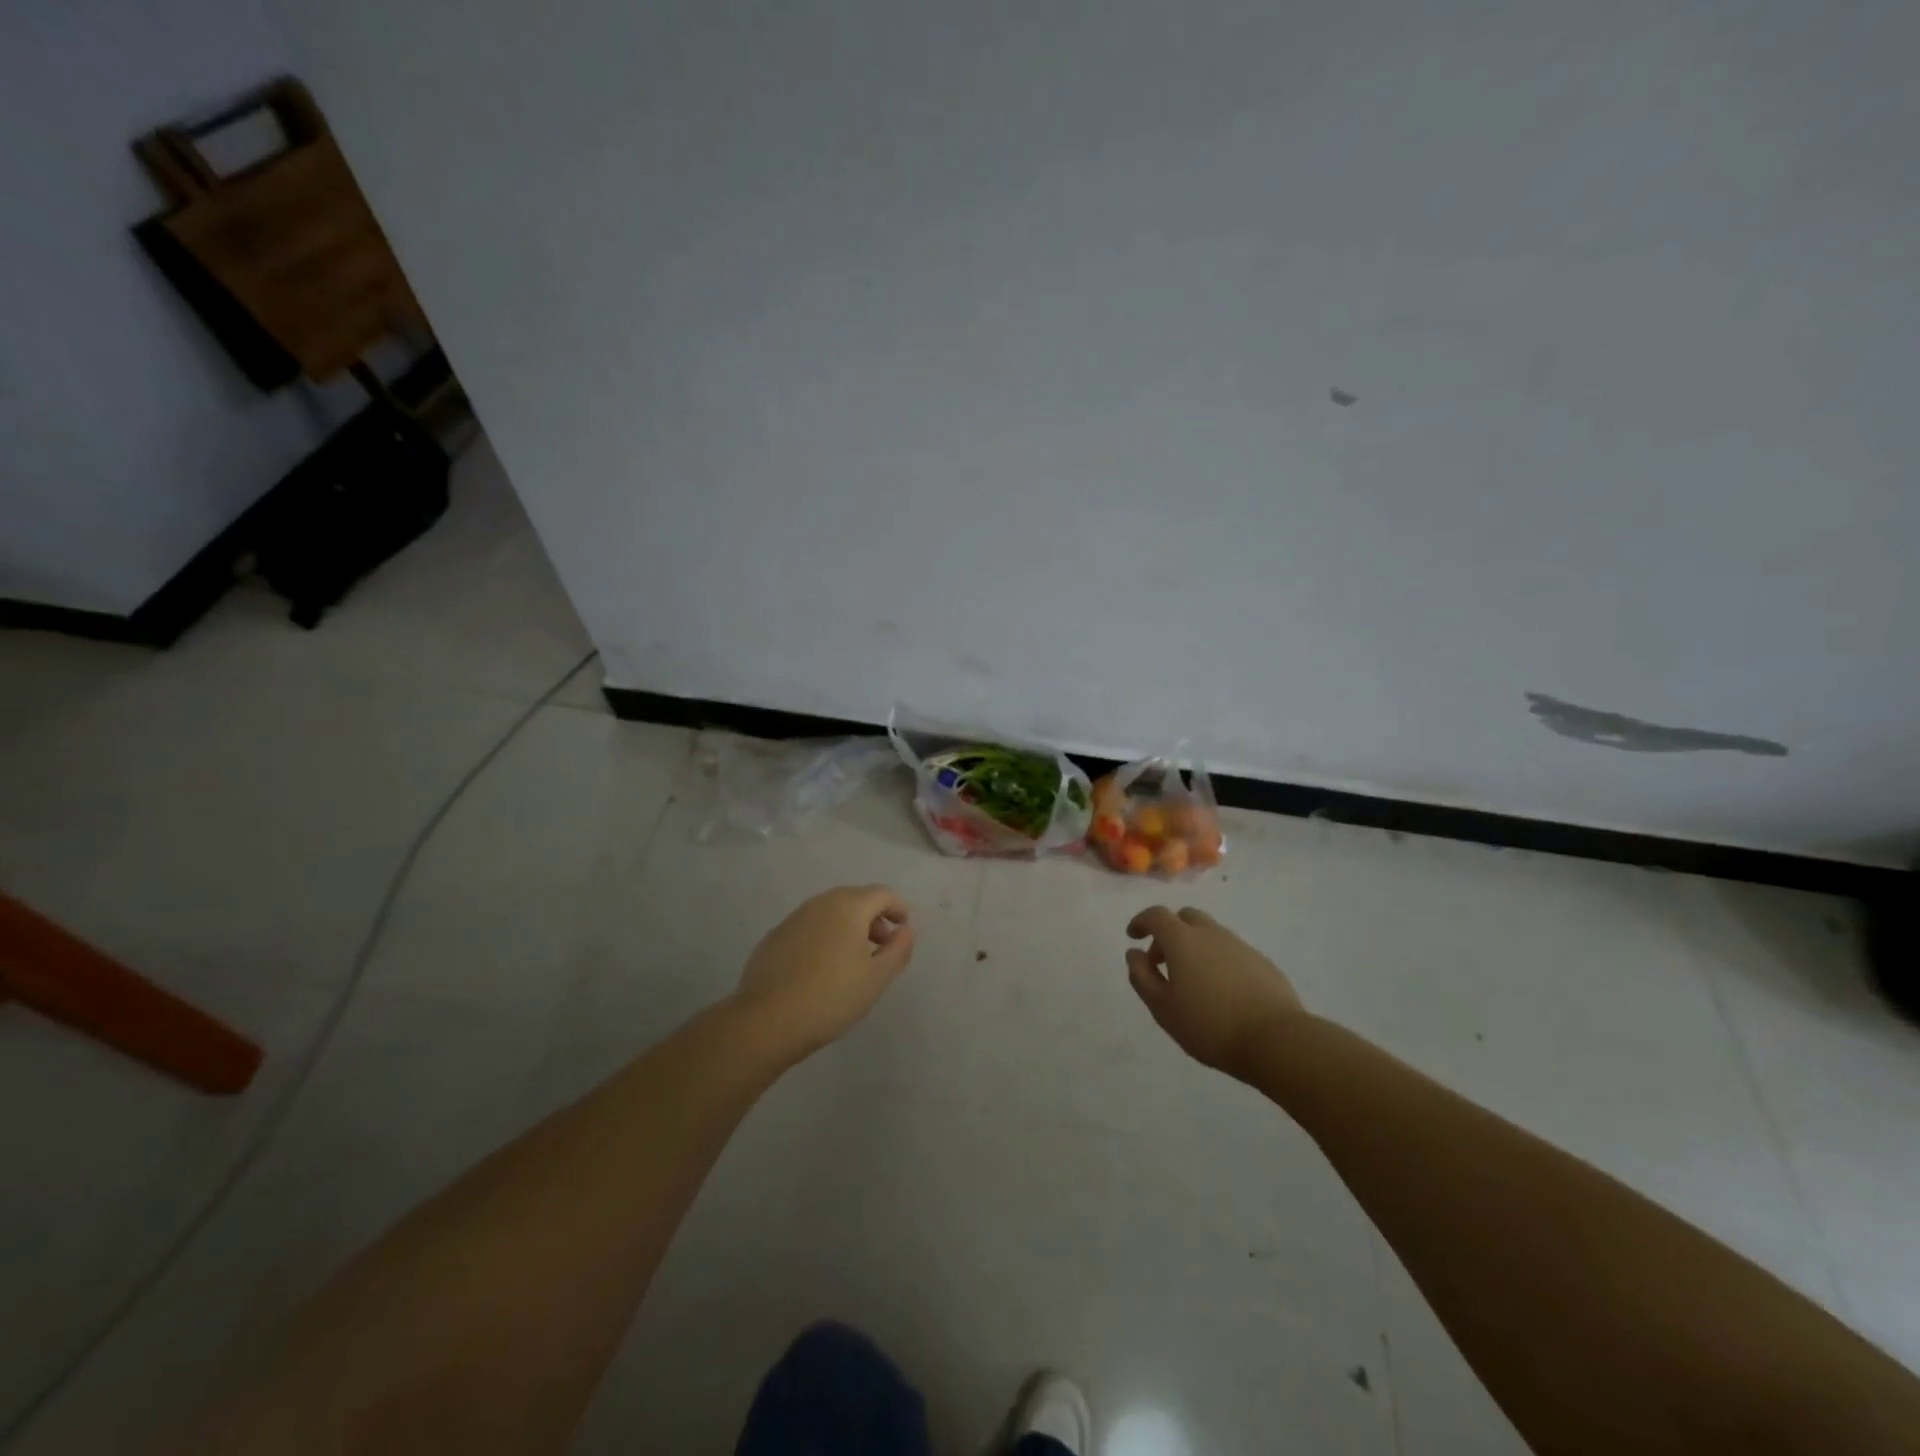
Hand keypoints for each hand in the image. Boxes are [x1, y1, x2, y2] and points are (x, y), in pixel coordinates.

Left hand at [734, 885, 915, 1060]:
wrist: (767, 1020)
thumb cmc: (831, 997)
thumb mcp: (876, 978)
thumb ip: (898, 950)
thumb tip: (906, 930)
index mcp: (849, 906)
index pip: (882, 894)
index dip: (898, 908)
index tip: (903, 929)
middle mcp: (821, 903)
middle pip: (855, 898)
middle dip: (873, 917)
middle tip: (881, 946)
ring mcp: (794, 918)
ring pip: (830, 912)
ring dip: (847, 926)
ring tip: (852, 959)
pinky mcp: (774, 936)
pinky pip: (808, 927)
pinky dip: (823, 936)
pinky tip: (821, 968)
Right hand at [1126, 906, 1303, 1079]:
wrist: (1276, 1040)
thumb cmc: (1209, 1025)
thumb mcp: (1162, 1007)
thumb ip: (1142, 977)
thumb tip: (1133, 953)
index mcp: (1183, 940)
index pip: (1156, 915)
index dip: (1141, 921)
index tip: (1133, 936)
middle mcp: (1211, 934)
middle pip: (1185, 917)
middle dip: (1169, 932)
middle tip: (1162, 961)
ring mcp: (1240, 946)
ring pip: (1210, 934)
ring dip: (1194, 947)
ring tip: (1191, 981)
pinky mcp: (1262, 963)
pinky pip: (1231, 951)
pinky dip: (1217, 960)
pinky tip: (1220, 991)